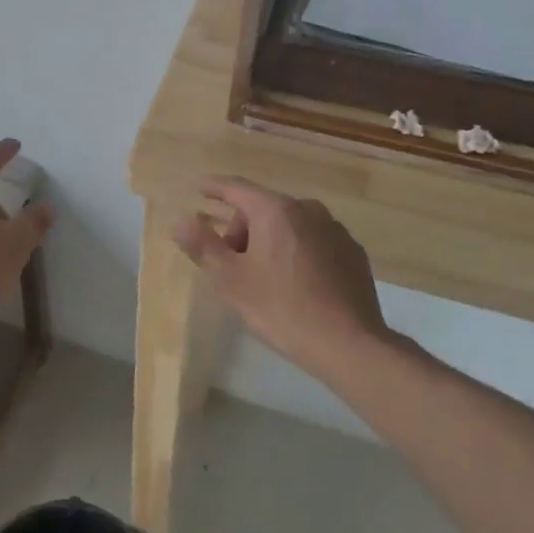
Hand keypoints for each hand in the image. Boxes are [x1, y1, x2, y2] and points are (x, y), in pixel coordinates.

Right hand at [172, 178, 387, 380]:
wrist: (350, 344)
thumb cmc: (282, 308)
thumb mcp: (232, 280)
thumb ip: (203, 246)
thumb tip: (181, 221)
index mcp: (274, 210)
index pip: (236, 188)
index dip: (214, 188)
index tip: (200, 188)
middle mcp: (307, 208)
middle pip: (263, 208)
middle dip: (242, 229)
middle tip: (231, 264)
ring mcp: (334, 229)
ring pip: (290, 224)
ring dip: (270, 240)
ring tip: (263, 276)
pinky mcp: (352, 252)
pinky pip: (314, 241)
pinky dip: (297, 251)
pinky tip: (296, 283)